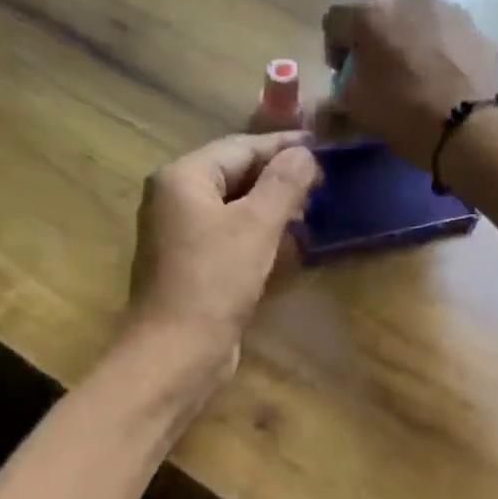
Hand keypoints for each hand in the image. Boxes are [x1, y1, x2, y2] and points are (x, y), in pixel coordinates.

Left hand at [126, 130, 320, 384]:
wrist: (177, 351)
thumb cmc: (215, 281)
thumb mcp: (256, 225)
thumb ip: (283, 183)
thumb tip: (305, 153)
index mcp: (182, 178)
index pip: (240, 148)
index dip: (284, 146)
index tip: (323, 148)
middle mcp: (174, 199)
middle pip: (235, 175)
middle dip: (279, 178)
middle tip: (323, 183)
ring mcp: (179, 234)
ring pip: (233, 208)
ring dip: (272, 208)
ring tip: (312, 210)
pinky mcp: (190, 265)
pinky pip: (229, 237)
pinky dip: (258, 235)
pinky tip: (288, 244)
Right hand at [320, 0, 497, 167]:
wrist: (471, 125)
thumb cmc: (404, 112)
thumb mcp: (357, 111)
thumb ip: (333, 103)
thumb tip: (320, 115)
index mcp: (369, 14)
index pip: (334, 18)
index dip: (333, 47)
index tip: (342, 73)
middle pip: (377, 3)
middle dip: (371, 29)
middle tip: (376, 62)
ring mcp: (444, 5)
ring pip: (413, 10)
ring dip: (404, 30)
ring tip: (412, 65)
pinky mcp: (472, 23)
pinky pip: (442, 26)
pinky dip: (435, 41)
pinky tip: (440, 71)